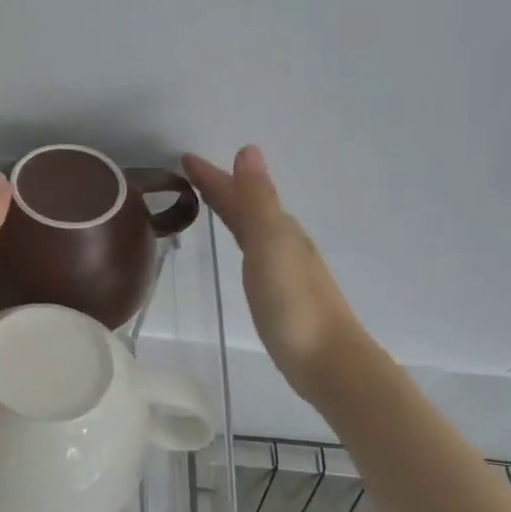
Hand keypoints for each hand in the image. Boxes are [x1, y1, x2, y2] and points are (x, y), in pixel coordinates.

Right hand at [183, 146, 362, 397]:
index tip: (184, 159)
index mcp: (278, 228)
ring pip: (251, 228)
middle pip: (246, 207)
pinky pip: (254, 251)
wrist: (326, 361)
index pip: (239, 192)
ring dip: (231, 211)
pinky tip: (240, 250)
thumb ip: (258, 200)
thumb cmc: (293, 302)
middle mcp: (283, 242)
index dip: (212, 176)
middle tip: (187, 176)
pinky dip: (241, 238)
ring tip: (208, 203)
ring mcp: (284, 269)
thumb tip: (249, 150)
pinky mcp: (280, 294)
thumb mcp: (271, 243)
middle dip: (220, 188)